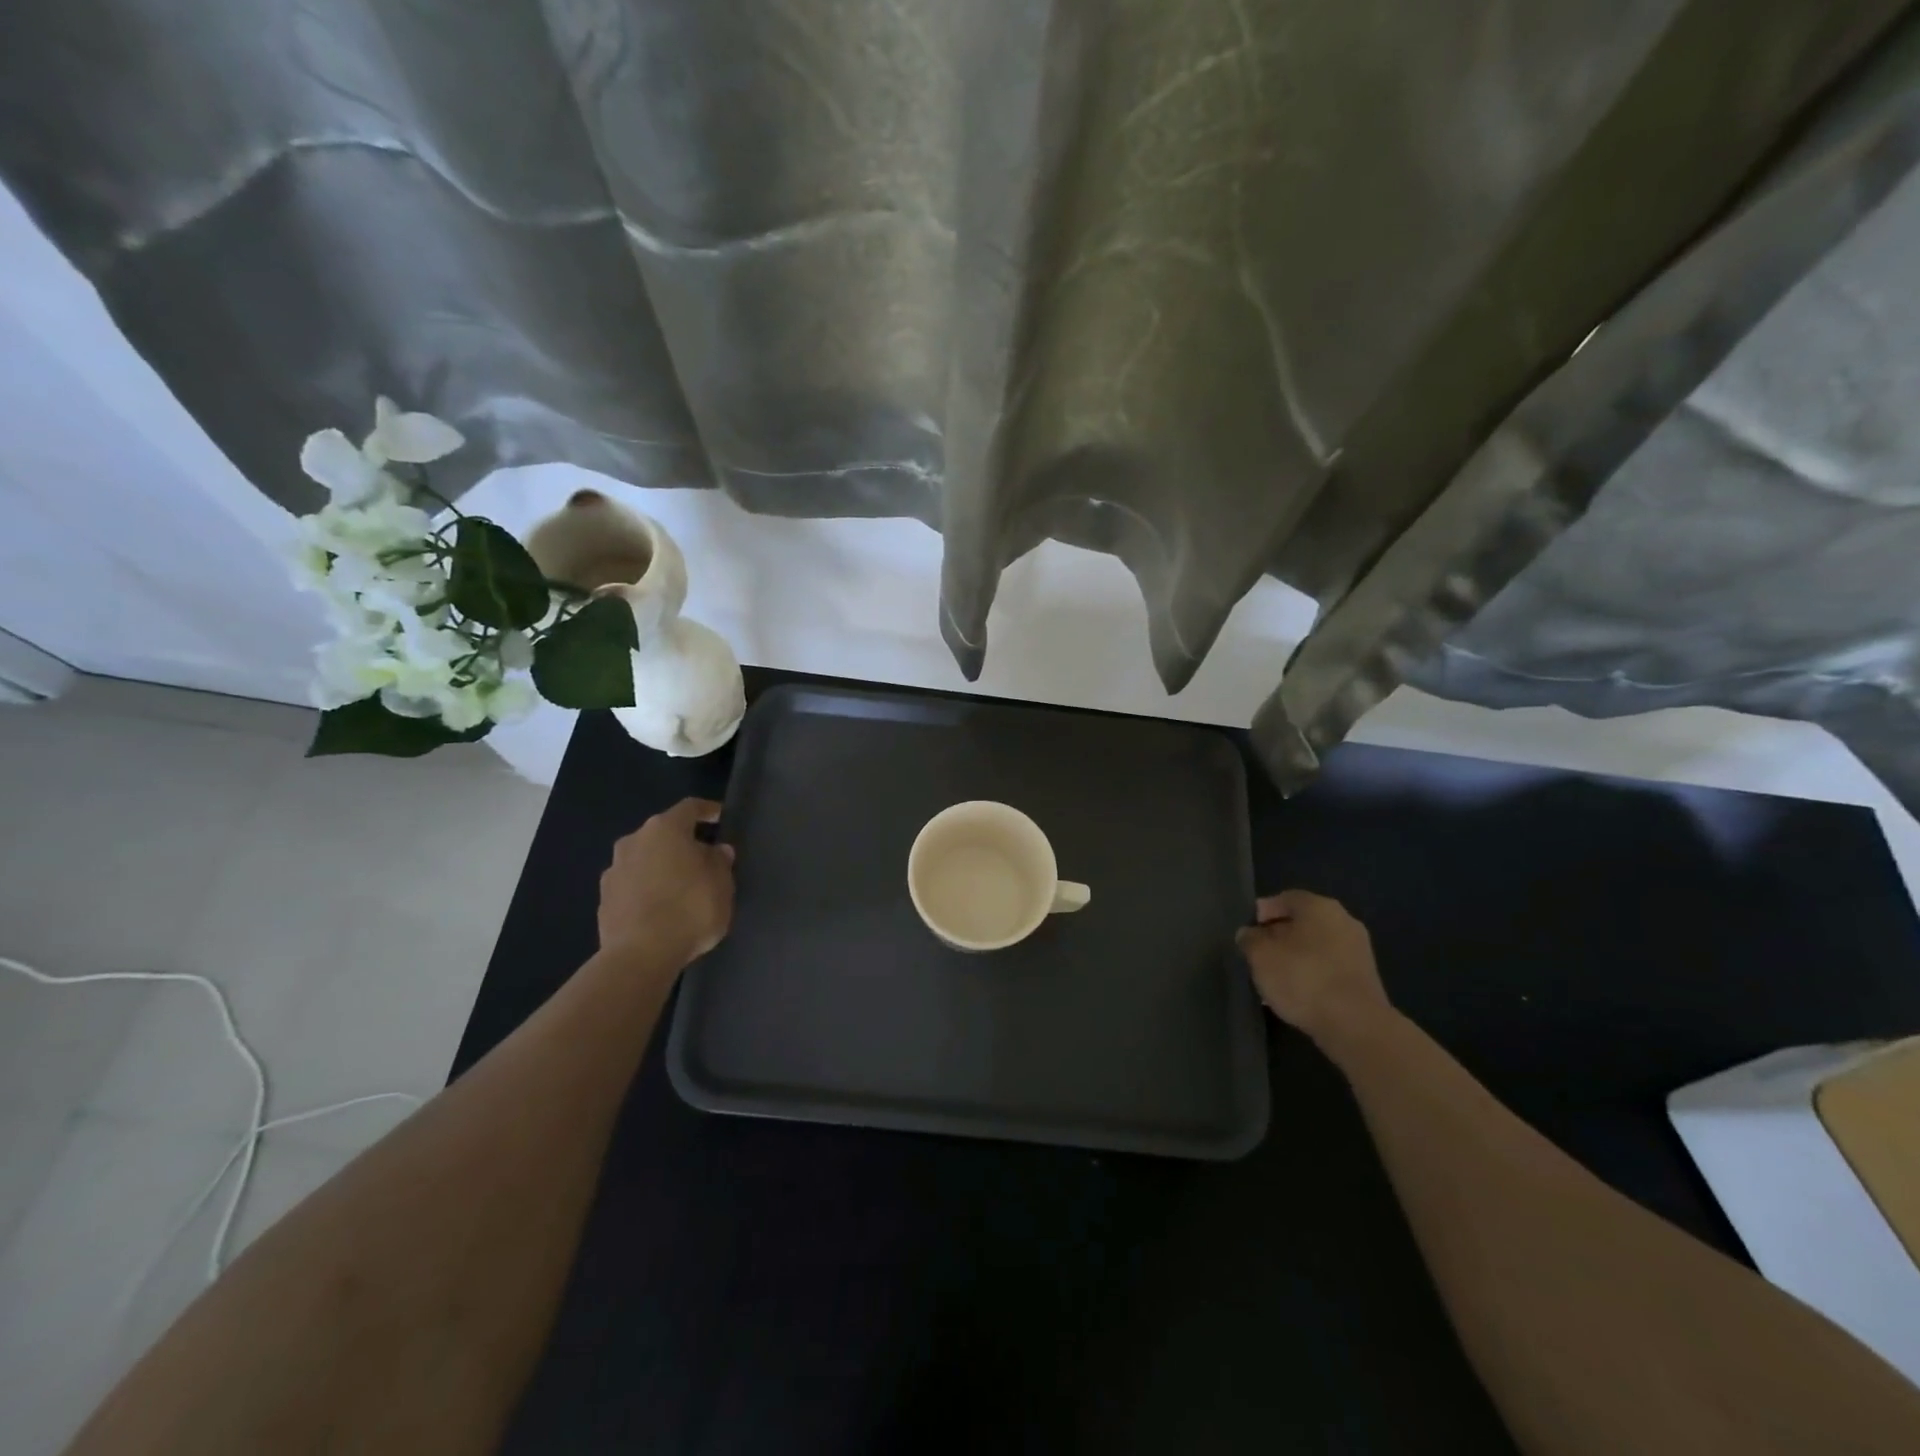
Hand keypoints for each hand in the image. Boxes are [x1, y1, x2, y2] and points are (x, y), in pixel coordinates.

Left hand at [598, 798, 735, 967]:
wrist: (640, 956)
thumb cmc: (690, 909)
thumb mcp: (722, 884)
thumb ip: (720, 862)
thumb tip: (716, 851)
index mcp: (665, 829)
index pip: (690, 808)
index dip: (708, 811)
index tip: (721, 818)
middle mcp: (634, 840)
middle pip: (664, 834)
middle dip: (683, 843)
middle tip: (704, 860)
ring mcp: (614, 870)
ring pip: (645, 859)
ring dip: (662, 867)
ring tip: (682, 888)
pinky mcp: (604, 899)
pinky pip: (633, 885)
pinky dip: (647, 890)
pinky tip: (661, 909)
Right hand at [1236, 890, 1390, 1046]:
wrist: (1356, 1026)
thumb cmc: (1303, 979)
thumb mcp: (1260, 956)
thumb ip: (1250, 939)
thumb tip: (1249, 934)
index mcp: (1319, 906)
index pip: (1285, 898)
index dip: (1264, 912)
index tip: (1249, 932)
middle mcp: (1344, 920)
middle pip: (1303, 922)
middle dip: (1279, 936)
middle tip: (1259, 954)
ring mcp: (1359, 950)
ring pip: (1317, 946)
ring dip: (1296, 957)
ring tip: (1275, 978)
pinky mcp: (1365, 978)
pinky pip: (1330, 967)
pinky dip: (1312, 974)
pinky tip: (1298, 993)